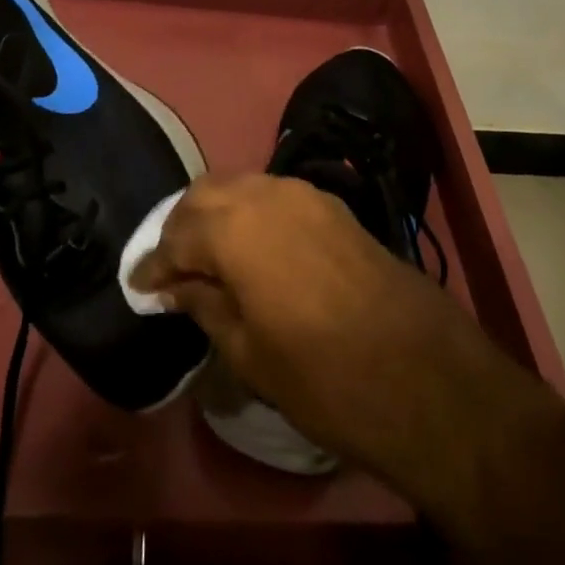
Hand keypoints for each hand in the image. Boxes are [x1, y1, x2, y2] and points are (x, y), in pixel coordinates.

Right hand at [130, 173, 478, 479]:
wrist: (424, 374)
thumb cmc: (324, 377)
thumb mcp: (250, 354)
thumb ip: (205, 306)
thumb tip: (176, 286)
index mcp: (235, 227)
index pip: (177, 236)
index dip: (154, 264)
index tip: (139, 287)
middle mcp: (265, 194)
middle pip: (204, 195)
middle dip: (180, 228)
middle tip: (170, 269)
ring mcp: (303, 193)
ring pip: (240, 187)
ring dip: (215, 215)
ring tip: (206, 257)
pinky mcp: (331, 205)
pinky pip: (272, 195)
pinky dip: (249, 213)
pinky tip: (250, 248)